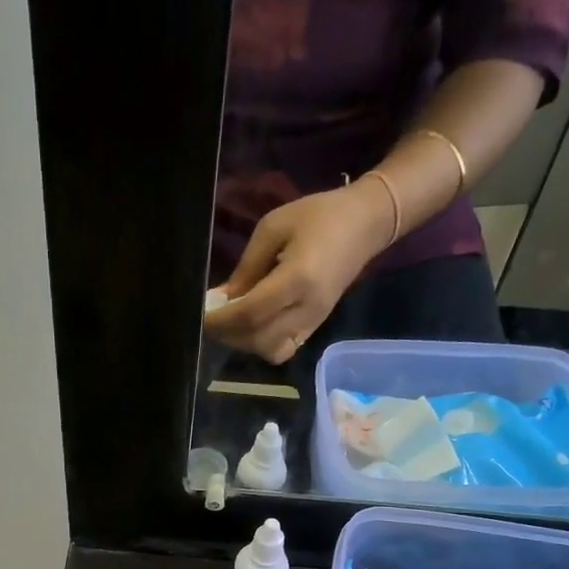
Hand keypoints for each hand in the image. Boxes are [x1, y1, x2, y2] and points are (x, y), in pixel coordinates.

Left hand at [204, 180, 394, 363]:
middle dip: (229, 334)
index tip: (202, 313)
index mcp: (297, 279)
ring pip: (271, 351)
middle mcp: (307, 308)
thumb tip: (224, 298)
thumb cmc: (318, 216)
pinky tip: (252, 325)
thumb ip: (247, 266)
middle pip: (259, 340)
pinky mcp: (316, 327)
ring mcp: (314, 322)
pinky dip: (262, 344)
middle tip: (213, 319)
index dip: (221, 319)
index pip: (250, 313)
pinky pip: (284, 349)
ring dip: (245, 343)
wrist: (366, 225)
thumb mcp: (274, 227)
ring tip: (232, 323)